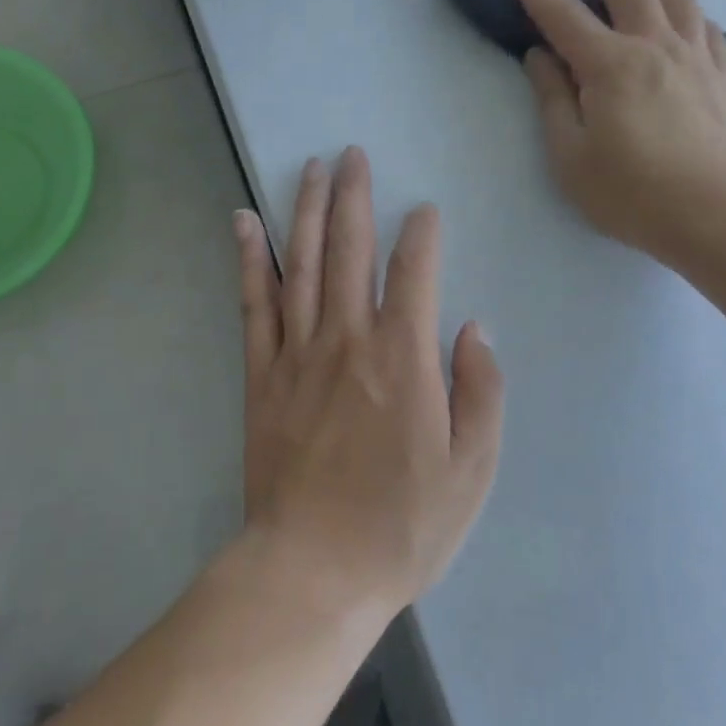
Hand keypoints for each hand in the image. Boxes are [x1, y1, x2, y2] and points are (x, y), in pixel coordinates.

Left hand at [232, 149, 503, 624]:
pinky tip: (244, 222)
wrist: (313, 571)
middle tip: (352, 154)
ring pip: (302, 263)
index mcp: (403, 358)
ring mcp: (298, 353)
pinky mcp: (262, 374)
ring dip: (306, 210)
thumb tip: (473, 328)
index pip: (414, 271)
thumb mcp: (471, 470)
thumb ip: (481, 391)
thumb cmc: (402, 525)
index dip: (421, 234)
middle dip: (354, 196)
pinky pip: (254, 304)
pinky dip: (249, 259)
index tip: (424, 209)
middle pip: (351, 250)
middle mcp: (348, 339)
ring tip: (311, 168)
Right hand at [499, 0, 725, 260]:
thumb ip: (552, 98)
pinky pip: (702, 20)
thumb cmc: (632, 193)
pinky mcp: (721, 72)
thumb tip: (540, 55)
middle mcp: (654, 44)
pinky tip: (673, 19)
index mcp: (610, 64)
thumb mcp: (570, 156)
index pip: (560, 9)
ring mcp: (695, 54)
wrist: (719, 216)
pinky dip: (680, 7)